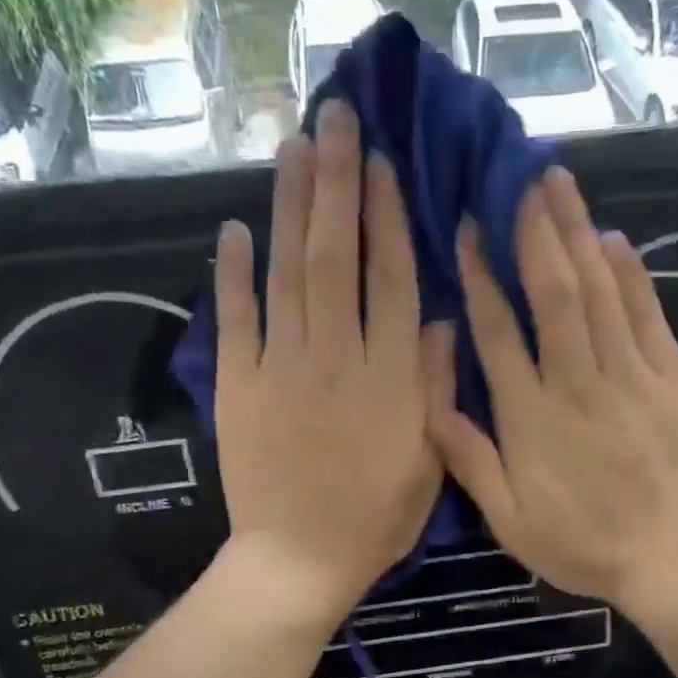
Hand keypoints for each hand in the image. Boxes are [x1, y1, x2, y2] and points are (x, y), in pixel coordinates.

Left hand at [215, 100, 442, 620]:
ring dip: (289, 206)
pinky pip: (235, 320)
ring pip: (286, 272)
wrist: (298, 560)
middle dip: (336, 182)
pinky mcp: (238, 387)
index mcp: (389, 379)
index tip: (382, 162)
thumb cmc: (374, 521)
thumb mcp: (427, 464)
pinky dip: (232, 274)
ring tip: (292, 146)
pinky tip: (234, 229)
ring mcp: (281, 368)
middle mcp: (337, 357)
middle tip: (334, 116)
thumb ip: (435, 390)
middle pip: (336, 256)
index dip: (387, 217)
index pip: (391, 280)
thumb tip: (445, 322)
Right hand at [424, 166, 677, 611]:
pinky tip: (616, 241)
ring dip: (578, 234)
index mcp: (531, 417)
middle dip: (535, 230)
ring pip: (601, 291)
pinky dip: (633, 275)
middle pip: (554, 293)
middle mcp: (578, 382)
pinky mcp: (674, 381)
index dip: (481, 276)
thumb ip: (471, 461)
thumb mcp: (511, 521)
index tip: (470, 228)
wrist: (675, 559)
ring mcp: (632, 377)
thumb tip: (433, 405)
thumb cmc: (585, 546)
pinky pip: (649, 316)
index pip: (499, 332)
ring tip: (560, 184)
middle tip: (520, 176)